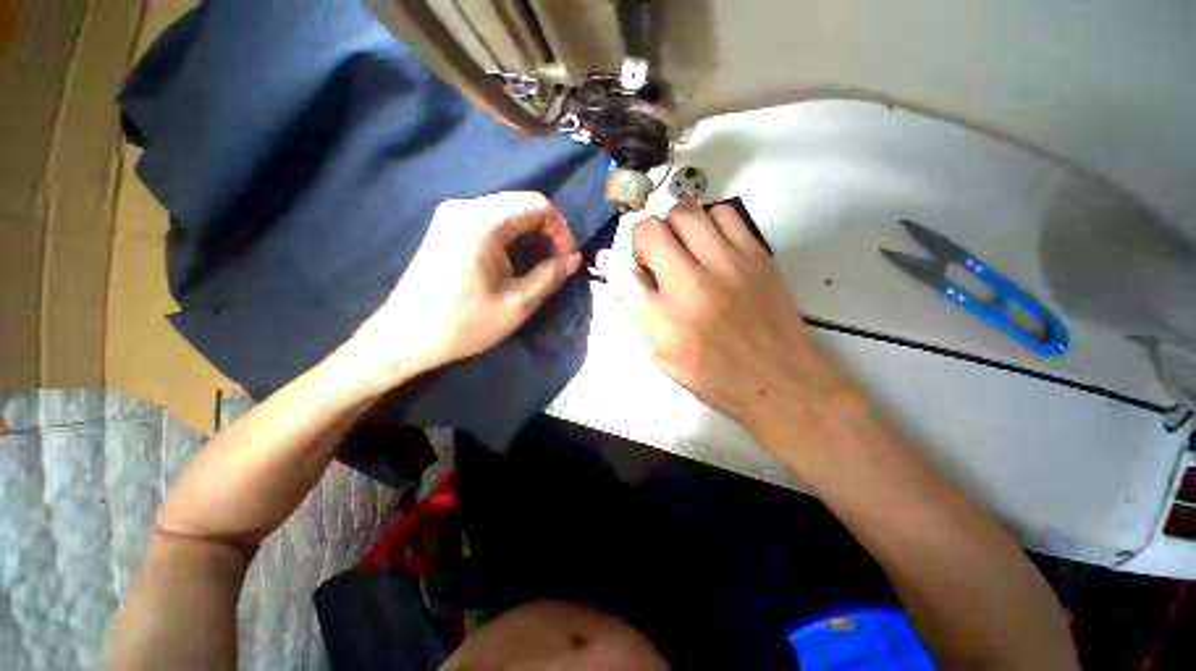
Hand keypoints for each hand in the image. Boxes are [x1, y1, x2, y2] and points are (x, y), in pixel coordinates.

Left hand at [349, 192, 581, 388]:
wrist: (406, 338)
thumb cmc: (465, 324)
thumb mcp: (518, 303)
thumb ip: (551, 276)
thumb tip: (573, 259)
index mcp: (481, 222)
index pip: (537, 205)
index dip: (561, 230)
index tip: (568, 259)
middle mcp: (464, 207)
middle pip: (522, 205)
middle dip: (548, 233)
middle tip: (558, 264)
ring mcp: (451, 216)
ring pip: (507, 213)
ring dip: (531, 236)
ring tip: (541, 266)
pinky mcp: (446, 228)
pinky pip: (490, 221)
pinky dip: (512, 237)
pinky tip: (516, 262)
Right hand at [597, 203, 851, 439]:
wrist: (780, 380)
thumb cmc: (714, 377)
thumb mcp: (664, 358)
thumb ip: (641, 315)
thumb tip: (625, 277)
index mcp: (663, 321)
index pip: (622, 275)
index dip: (611, 263)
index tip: (610, 258)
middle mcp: (690, 286)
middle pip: (650, 230)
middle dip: (642, 239)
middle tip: (653, 256)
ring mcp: (726, 265)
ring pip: (685, 212)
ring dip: (673, 226)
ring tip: (681, 246)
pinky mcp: (756, 255)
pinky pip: (724, 213)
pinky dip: (708, 222)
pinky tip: (711, 244)